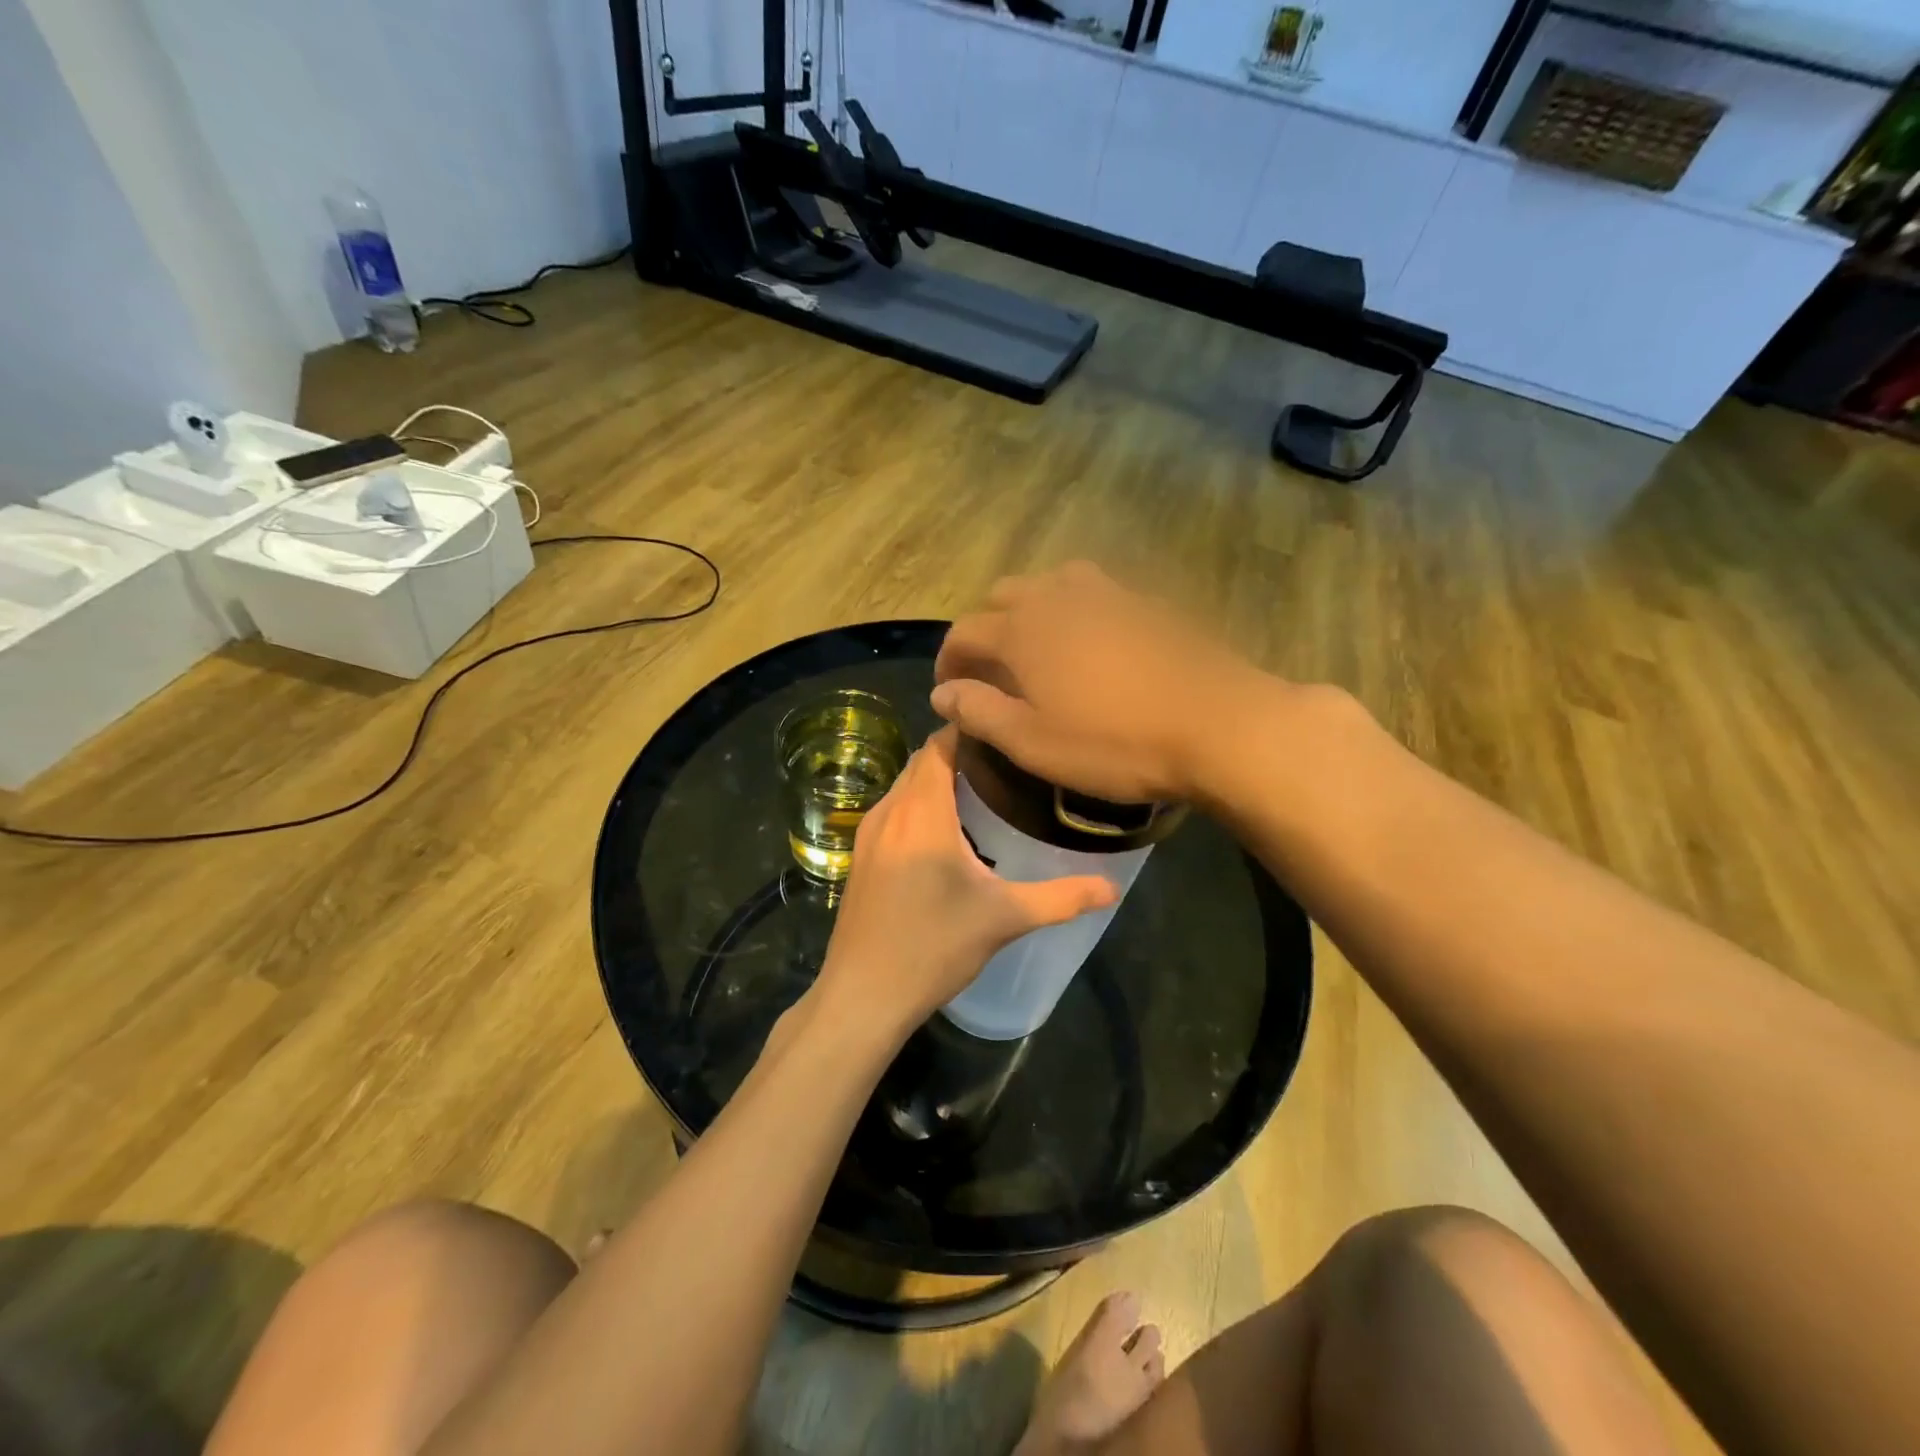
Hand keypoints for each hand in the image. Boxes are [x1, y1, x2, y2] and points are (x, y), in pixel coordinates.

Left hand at [815, 727, 1116, 1036]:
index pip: (940, 745)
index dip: (970, 730)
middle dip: (959, 754)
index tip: (1007, 732)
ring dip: (937, 781)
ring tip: (984, 794)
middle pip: (923, 762)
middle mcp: (889, 812)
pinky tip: (947, 834)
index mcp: (922, 813)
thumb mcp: (1004, 919)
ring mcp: (868, 834)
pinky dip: (919, 805)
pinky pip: (893, 811)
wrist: (863, 995)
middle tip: (1007, 765)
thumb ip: (1061, 898)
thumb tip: (1112, 888)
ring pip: (905, 787)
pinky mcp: (860, 856)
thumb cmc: (933, 948)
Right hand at [931, 562, 1274, 803]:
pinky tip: (1095, 640)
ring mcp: (1108, 594)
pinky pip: (1096, 591)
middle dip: (986, 628)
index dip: (949, 660)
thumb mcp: (1034, 744)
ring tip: (1039, 644)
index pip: (965, 632)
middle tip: (992, 670)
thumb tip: (942, 694)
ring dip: (1031, 607)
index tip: (950, 691)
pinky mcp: (1148, 602)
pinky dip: (1076, 608)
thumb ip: (980, 713)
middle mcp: (1058, 598)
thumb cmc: (1115, 744)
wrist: (1217, 725)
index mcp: (1023, 631)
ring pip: (1050, 583)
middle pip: (1003, 596)